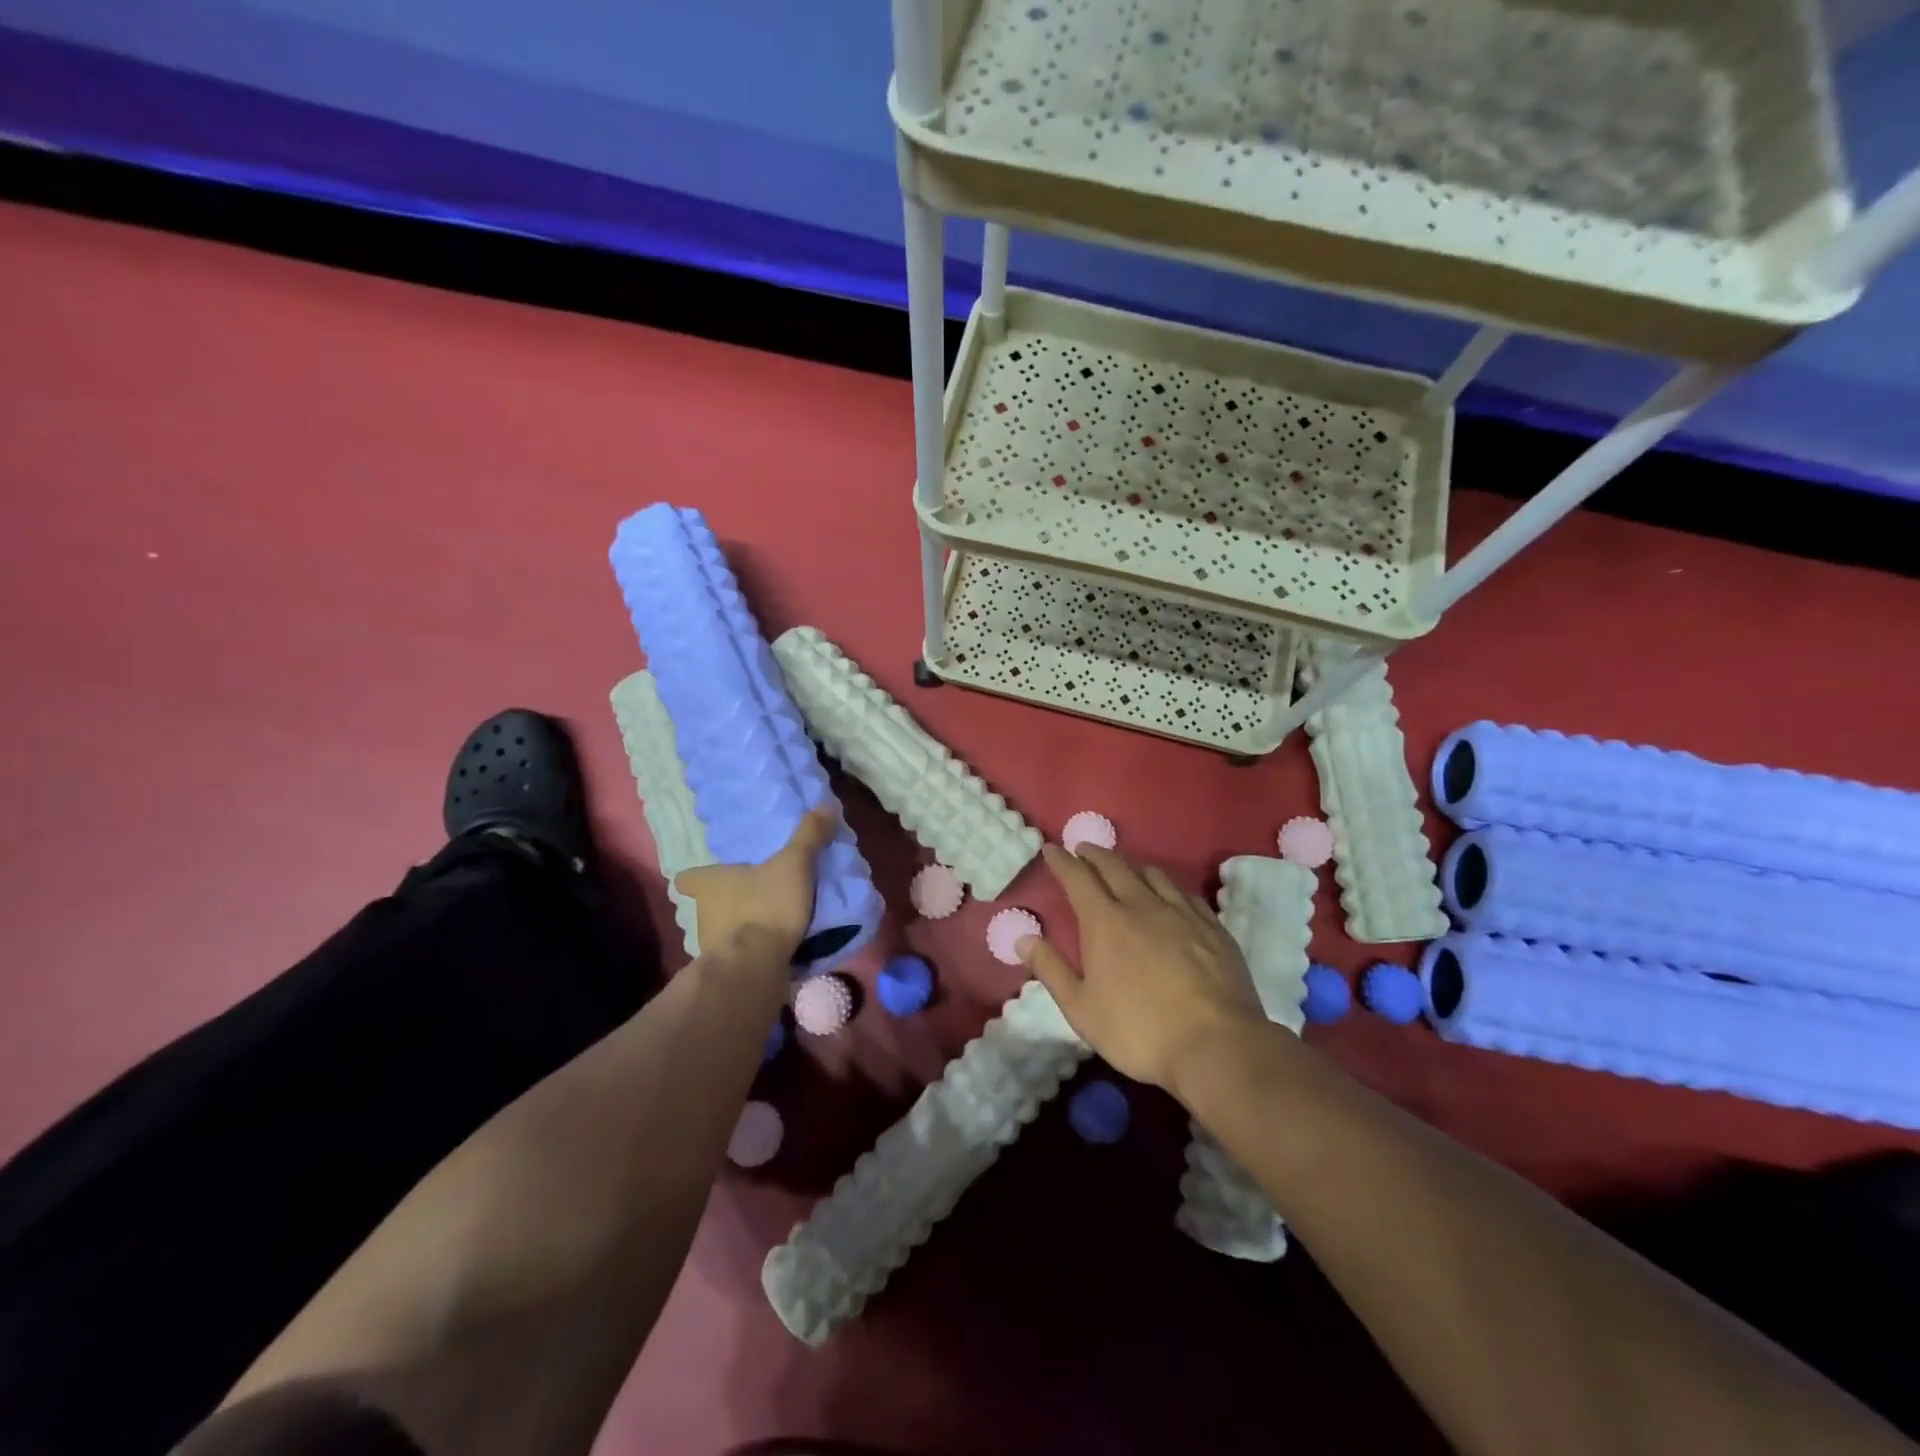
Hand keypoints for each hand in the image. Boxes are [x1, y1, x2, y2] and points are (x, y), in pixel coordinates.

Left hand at [675, 808, 836, 963]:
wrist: (756, 965)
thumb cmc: (766, 906)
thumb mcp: (793, 864)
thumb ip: (808, 836)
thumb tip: (826, 804)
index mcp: (709, 884)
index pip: (686, 878)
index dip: (696, 877)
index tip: (708, 876)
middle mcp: (701, 914)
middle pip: (706, 904)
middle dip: (725, 902)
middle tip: (751, 896)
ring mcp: (710, 945)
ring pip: (720, 931)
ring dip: (739, 928)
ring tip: (767, 924)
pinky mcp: (726, 971)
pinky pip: (737, 956)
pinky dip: (751, 952)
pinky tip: (772, 951)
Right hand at [1018, 844, 1265, 1092]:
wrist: (1215, 1045)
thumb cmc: (1138, 1030)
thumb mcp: (1081, 1008)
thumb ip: (1050, 969)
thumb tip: (1023, 937)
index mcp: (1105, 922)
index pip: (1078, 878)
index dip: (1062, 861)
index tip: (1051, 849)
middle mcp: (1142, 905)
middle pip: (1115, 866)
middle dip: (1095, 854)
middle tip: (1084, 849)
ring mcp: (1182, 913)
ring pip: (1153, 874)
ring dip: (1132, 865)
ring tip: (1124, 867)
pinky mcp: (1213, 927)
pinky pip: (1185, 892)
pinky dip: (1167, 885)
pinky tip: (1169, 894)